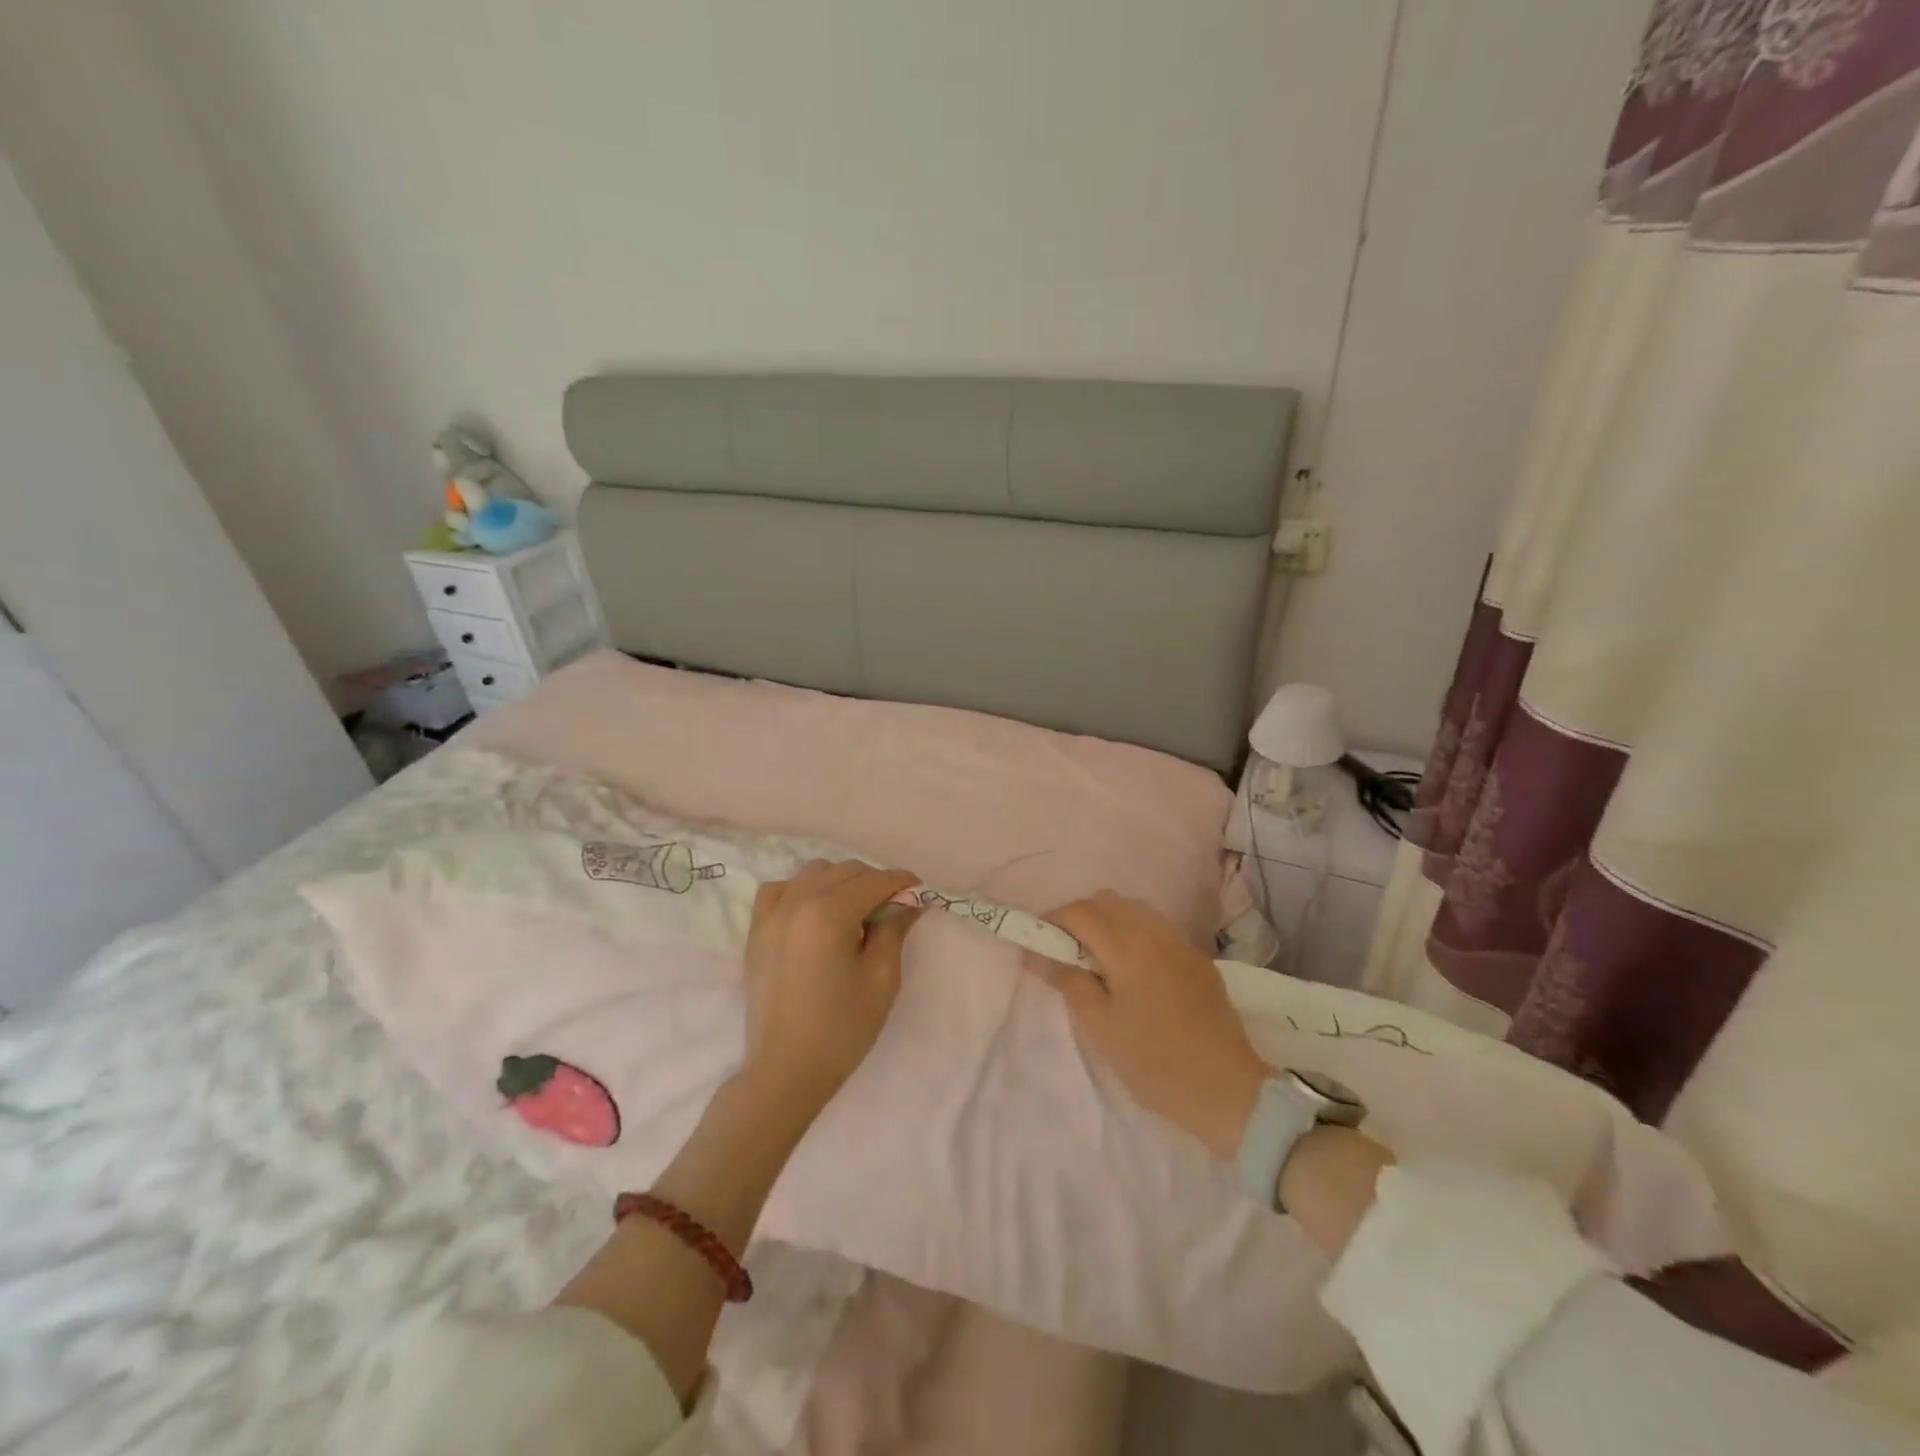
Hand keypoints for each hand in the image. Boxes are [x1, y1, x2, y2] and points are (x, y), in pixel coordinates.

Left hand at [738, 859, 921, 1122]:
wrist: (786, 1070)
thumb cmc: (842, 1029)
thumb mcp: (882, 979)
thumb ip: (894, 930)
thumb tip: (909, 903)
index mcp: (829, 913)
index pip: (874, 881)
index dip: (901, 882)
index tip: (919, 891)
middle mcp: (798, 902)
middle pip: (845, 871)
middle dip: (873, 881)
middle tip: (891, 908)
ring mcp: (772, 914)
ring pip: (813, 873)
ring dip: (839, 882)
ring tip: (854, 910)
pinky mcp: (756, 931)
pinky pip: (779, 890)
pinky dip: (800, 890)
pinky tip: (813, 912)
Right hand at [1027, 891, 1270, 1158]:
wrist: (1228, 1091)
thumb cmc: (1155, 1064)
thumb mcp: (1100, 1028)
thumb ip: (1068, 981)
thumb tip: (1037, 954)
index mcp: (1129, 947)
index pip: (1080, 911)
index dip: (1052, 922)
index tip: (1039, 946)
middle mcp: (1156, 933)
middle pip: (1106, 901)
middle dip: (1079, 918)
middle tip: (1066, 955)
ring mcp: (1181, 943)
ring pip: (1133, 909)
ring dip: (1108, 923)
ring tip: (1098, 962)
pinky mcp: (1197, 958)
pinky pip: (1156, 927)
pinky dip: (1133, 934)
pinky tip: (1132, 971)